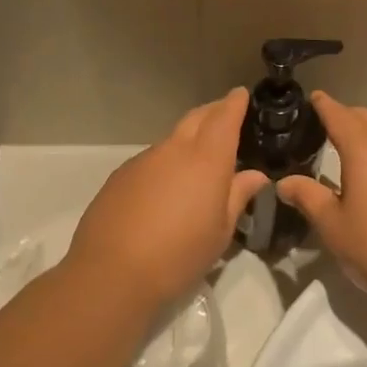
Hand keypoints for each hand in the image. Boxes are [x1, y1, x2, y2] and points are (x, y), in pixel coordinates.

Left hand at [65, 89, 267, 311]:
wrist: (112, 272)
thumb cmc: (179, 255)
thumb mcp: (220, 232)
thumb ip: (238, 196)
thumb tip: (254, 175)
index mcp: (206, 160)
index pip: (224, 117)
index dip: (234, 103)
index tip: (241, 94)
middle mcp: (174, 150)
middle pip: (196, 118)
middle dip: (213, 111)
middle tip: (225, 114)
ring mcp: (143, 160)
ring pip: (172, 139)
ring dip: (187, 140)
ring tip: (197, 160)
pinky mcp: (120, 176)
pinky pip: (151, 160)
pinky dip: (165, 163)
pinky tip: (164, 188)